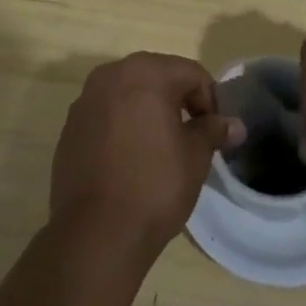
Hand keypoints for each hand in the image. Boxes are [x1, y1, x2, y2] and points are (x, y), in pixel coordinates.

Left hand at [50, 53, 244, 256]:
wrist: (95, 234)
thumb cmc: (154, 187)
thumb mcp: (195, 158)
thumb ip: (213, 131)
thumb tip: (235, 124)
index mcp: (146, 72)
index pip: (191, 73)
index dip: (209, 100)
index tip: (213, 133)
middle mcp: (112, 74)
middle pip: (157, 76)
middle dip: (177, 101)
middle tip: (190, 138)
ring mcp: (86, 99)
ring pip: (128, 94)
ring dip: (147, 111)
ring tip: (159, 149)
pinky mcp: (70, 126)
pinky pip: (106, 114)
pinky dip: (121, 126)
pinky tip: (128, 160)